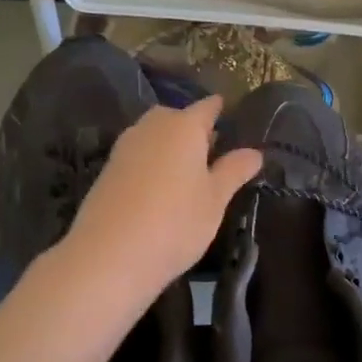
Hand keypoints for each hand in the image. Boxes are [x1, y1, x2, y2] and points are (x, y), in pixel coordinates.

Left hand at [63, 96, 262, 293]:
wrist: (109, 254)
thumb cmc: (176, 223)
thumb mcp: (215, 200)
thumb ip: (234, 171)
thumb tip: (255, 152)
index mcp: (184, 126)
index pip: (207, 107)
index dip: (220, 111)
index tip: (230, 116)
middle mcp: (151, 127)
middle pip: (176, 118)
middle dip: (192, 129)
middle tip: (211, 153)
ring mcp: (124, 147)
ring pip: (153, 136)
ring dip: (169, 147)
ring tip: (187, 174)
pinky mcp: (107, 171)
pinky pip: (137, 156)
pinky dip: (151, 164)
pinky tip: (159, 190)